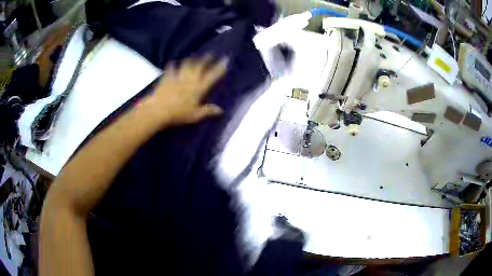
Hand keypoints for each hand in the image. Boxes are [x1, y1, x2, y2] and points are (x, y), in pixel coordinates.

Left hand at [143, 57, 226, 125]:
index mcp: (199, 88)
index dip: (219, 68)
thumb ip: (208, 111)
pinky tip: (172, 63)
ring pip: (187, 64)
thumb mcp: (195, 115)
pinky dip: (172, 65)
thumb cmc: (178, 114)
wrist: (158, 110)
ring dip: (191, 59)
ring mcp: (178, 77)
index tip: (225, 60)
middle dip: (206, 59)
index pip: (212, 76)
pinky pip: (171, 68)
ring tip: (194, 56)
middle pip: (199, 66)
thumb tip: (221, 110)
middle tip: (211, 53)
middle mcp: (190, 79)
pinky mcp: (167, 78)